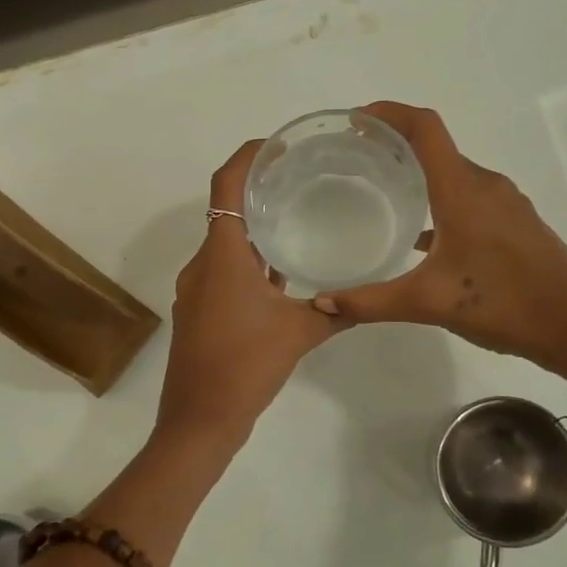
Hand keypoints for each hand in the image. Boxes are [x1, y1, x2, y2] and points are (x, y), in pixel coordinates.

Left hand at [155, 141, 345, 444]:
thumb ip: (336, 311)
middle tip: (300, 179)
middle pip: (226, 210)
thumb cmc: (244, 368)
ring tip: (296, 219)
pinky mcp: (199, 310)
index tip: (277, 145)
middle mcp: (203, 264)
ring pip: (225, 243)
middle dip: (258, 190)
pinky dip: (248, 261)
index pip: (226, 186)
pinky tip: (280, 273)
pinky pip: (223, 270)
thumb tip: (369, 298)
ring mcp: (197, 288)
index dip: (247, 156)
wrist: (198, 420)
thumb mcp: (299, 335)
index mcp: (222, 256)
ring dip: (254, 229)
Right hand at [311, 102, 566, 380]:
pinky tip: (422, 233)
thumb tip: (322, 303)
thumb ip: (371, 301)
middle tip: (355, 158)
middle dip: (396, 143)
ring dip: (419, 172)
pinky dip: (441, 200)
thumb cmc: (503, 304)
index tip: (354, 120)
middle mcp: (485, 186)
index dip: (389, 113)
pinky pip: (470, 197)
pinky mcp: (516, 224)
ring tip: (382, 189)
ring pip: (454, 174)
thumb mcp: (429, 303)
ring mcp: (505, 204)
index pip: (425, 129)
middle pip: (437, 147)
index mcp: (463, 190)